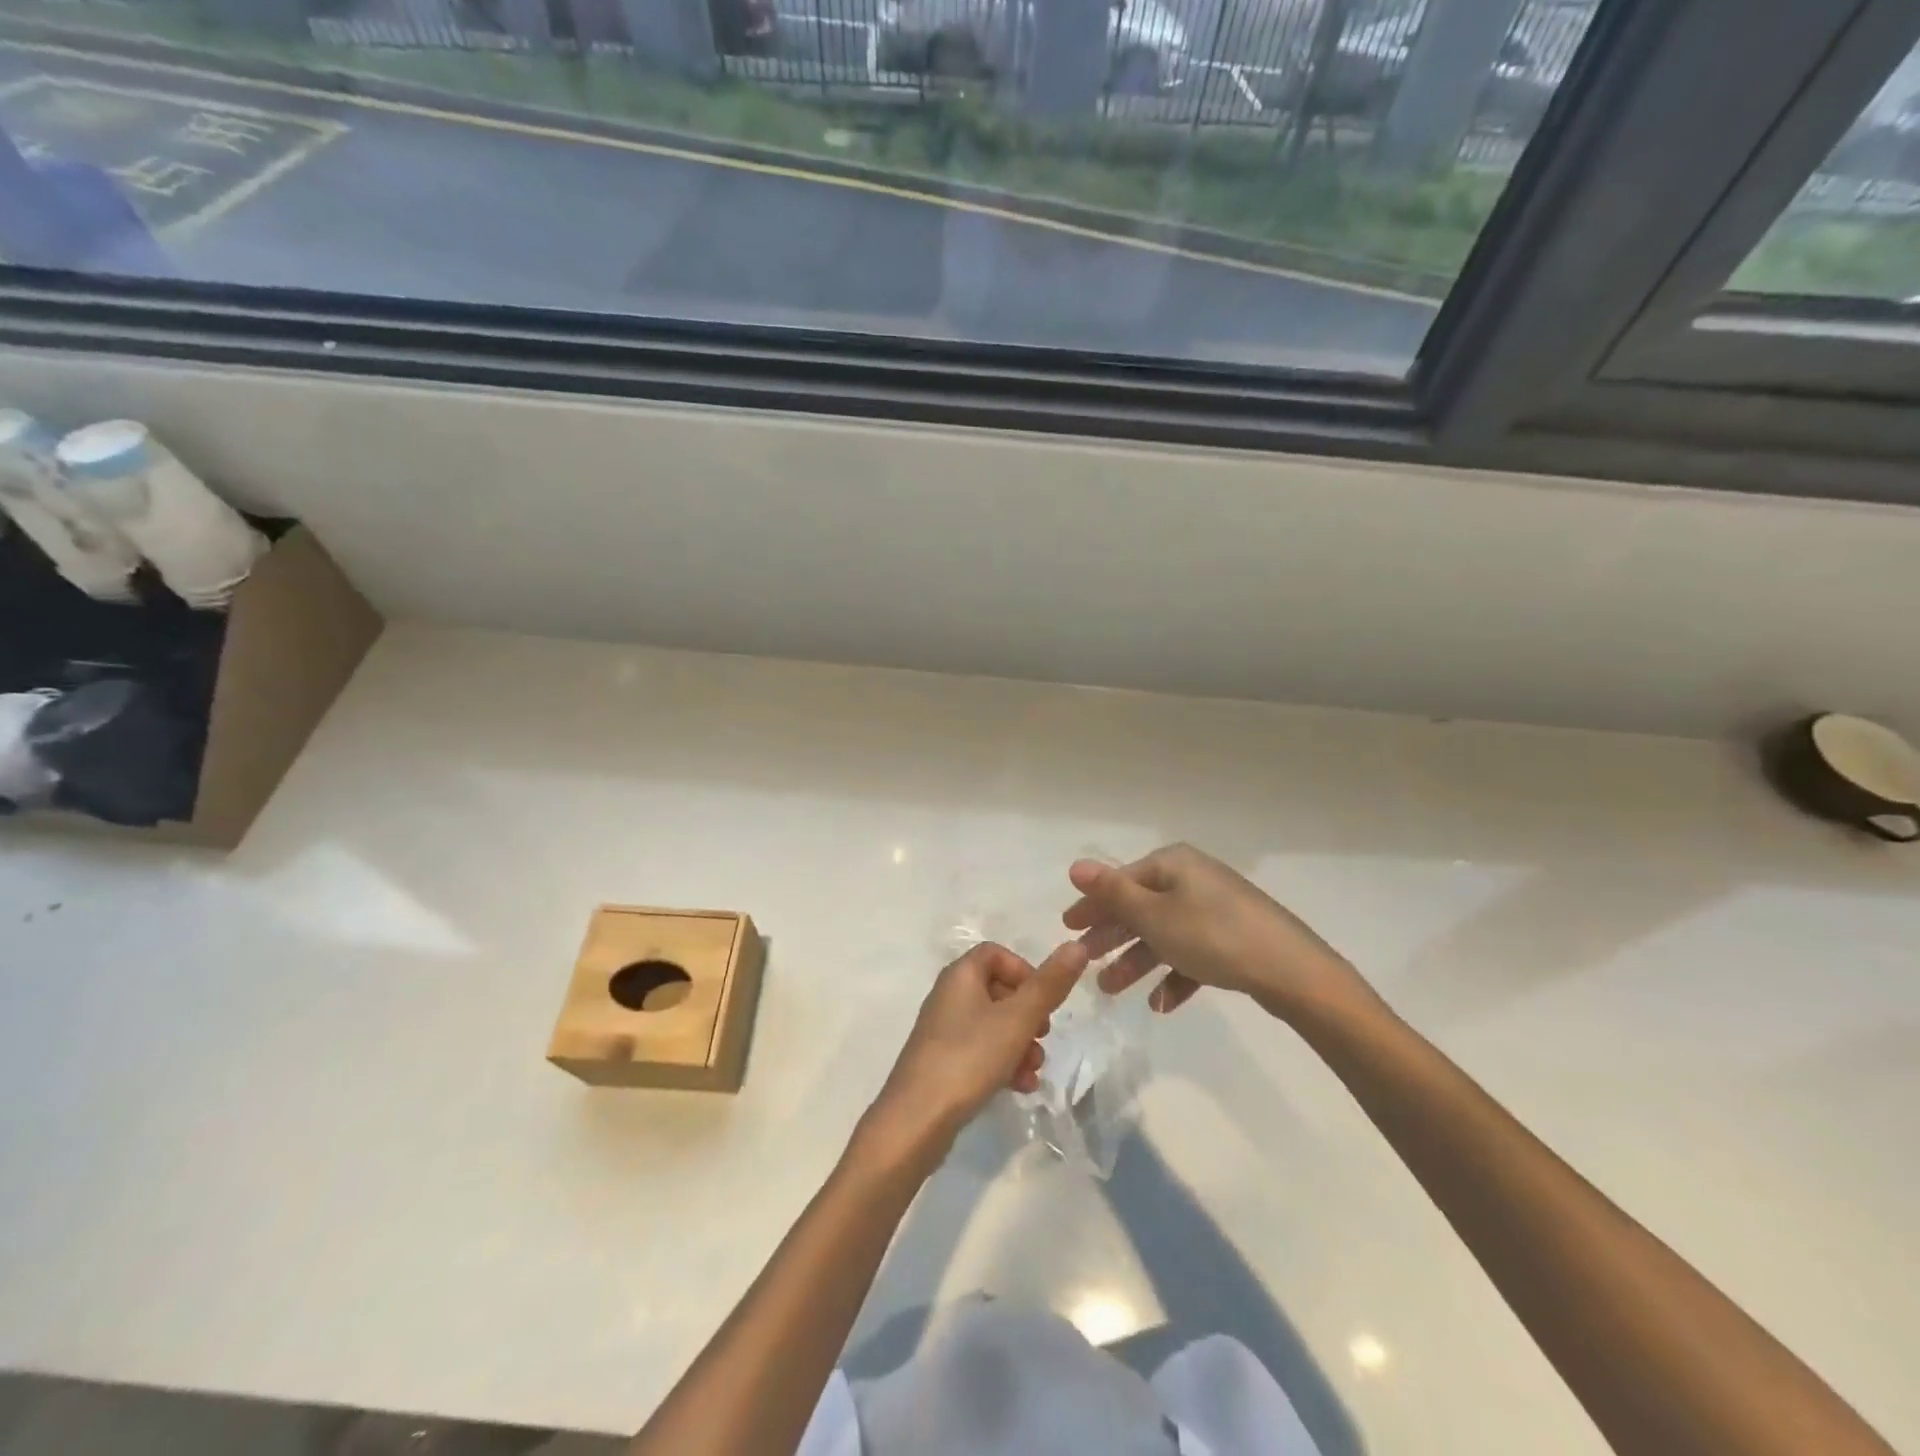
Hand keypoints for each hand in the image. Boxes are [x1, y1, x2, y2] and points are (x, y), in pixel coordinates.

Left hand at [859, 940, 1088, 1168]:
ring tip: (1034, 1070)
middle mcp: (949, 996)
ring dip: (1020, 1044)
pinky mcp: (943, 1063)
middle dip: (1028, 1015)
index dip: (1024, 970)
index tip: (1044, 998)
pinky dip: (1003, 1063)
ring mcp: (944, 1031)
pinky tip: (1020, 1088)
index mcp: (960, 976)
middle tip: (1043, 1036)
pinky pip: (981, 1052)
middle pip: (998, 990)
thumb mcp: (1017, 1019)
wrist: (917, 1120)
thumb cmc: (969, 1058)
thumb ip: (1049, 984)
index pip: (995, 953)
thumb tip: (1077, 945)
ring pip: (993, 1025)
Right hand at [1063, 843, 1375, 1021]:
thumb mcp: (1153, 915)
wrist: (1292, 971)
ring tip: (1112, 991)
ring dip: (1137, 962)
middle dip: (1112, 937)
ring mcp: (1215, 909)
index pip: (1120, 881)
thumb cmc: (1212, 936)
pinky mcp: (1233, 938)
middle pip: (1140, 908)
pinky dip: (1175, 975)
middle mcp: (1192, 880)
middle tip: (1085, 961)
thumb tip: (1076, 866)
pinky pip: (1193, 953)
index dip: (1092, 905)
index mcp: (1172, 864)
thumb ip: (1112, 893)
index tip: (1067, 929)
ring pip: (1164, 934)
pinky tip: (1162, 1004)